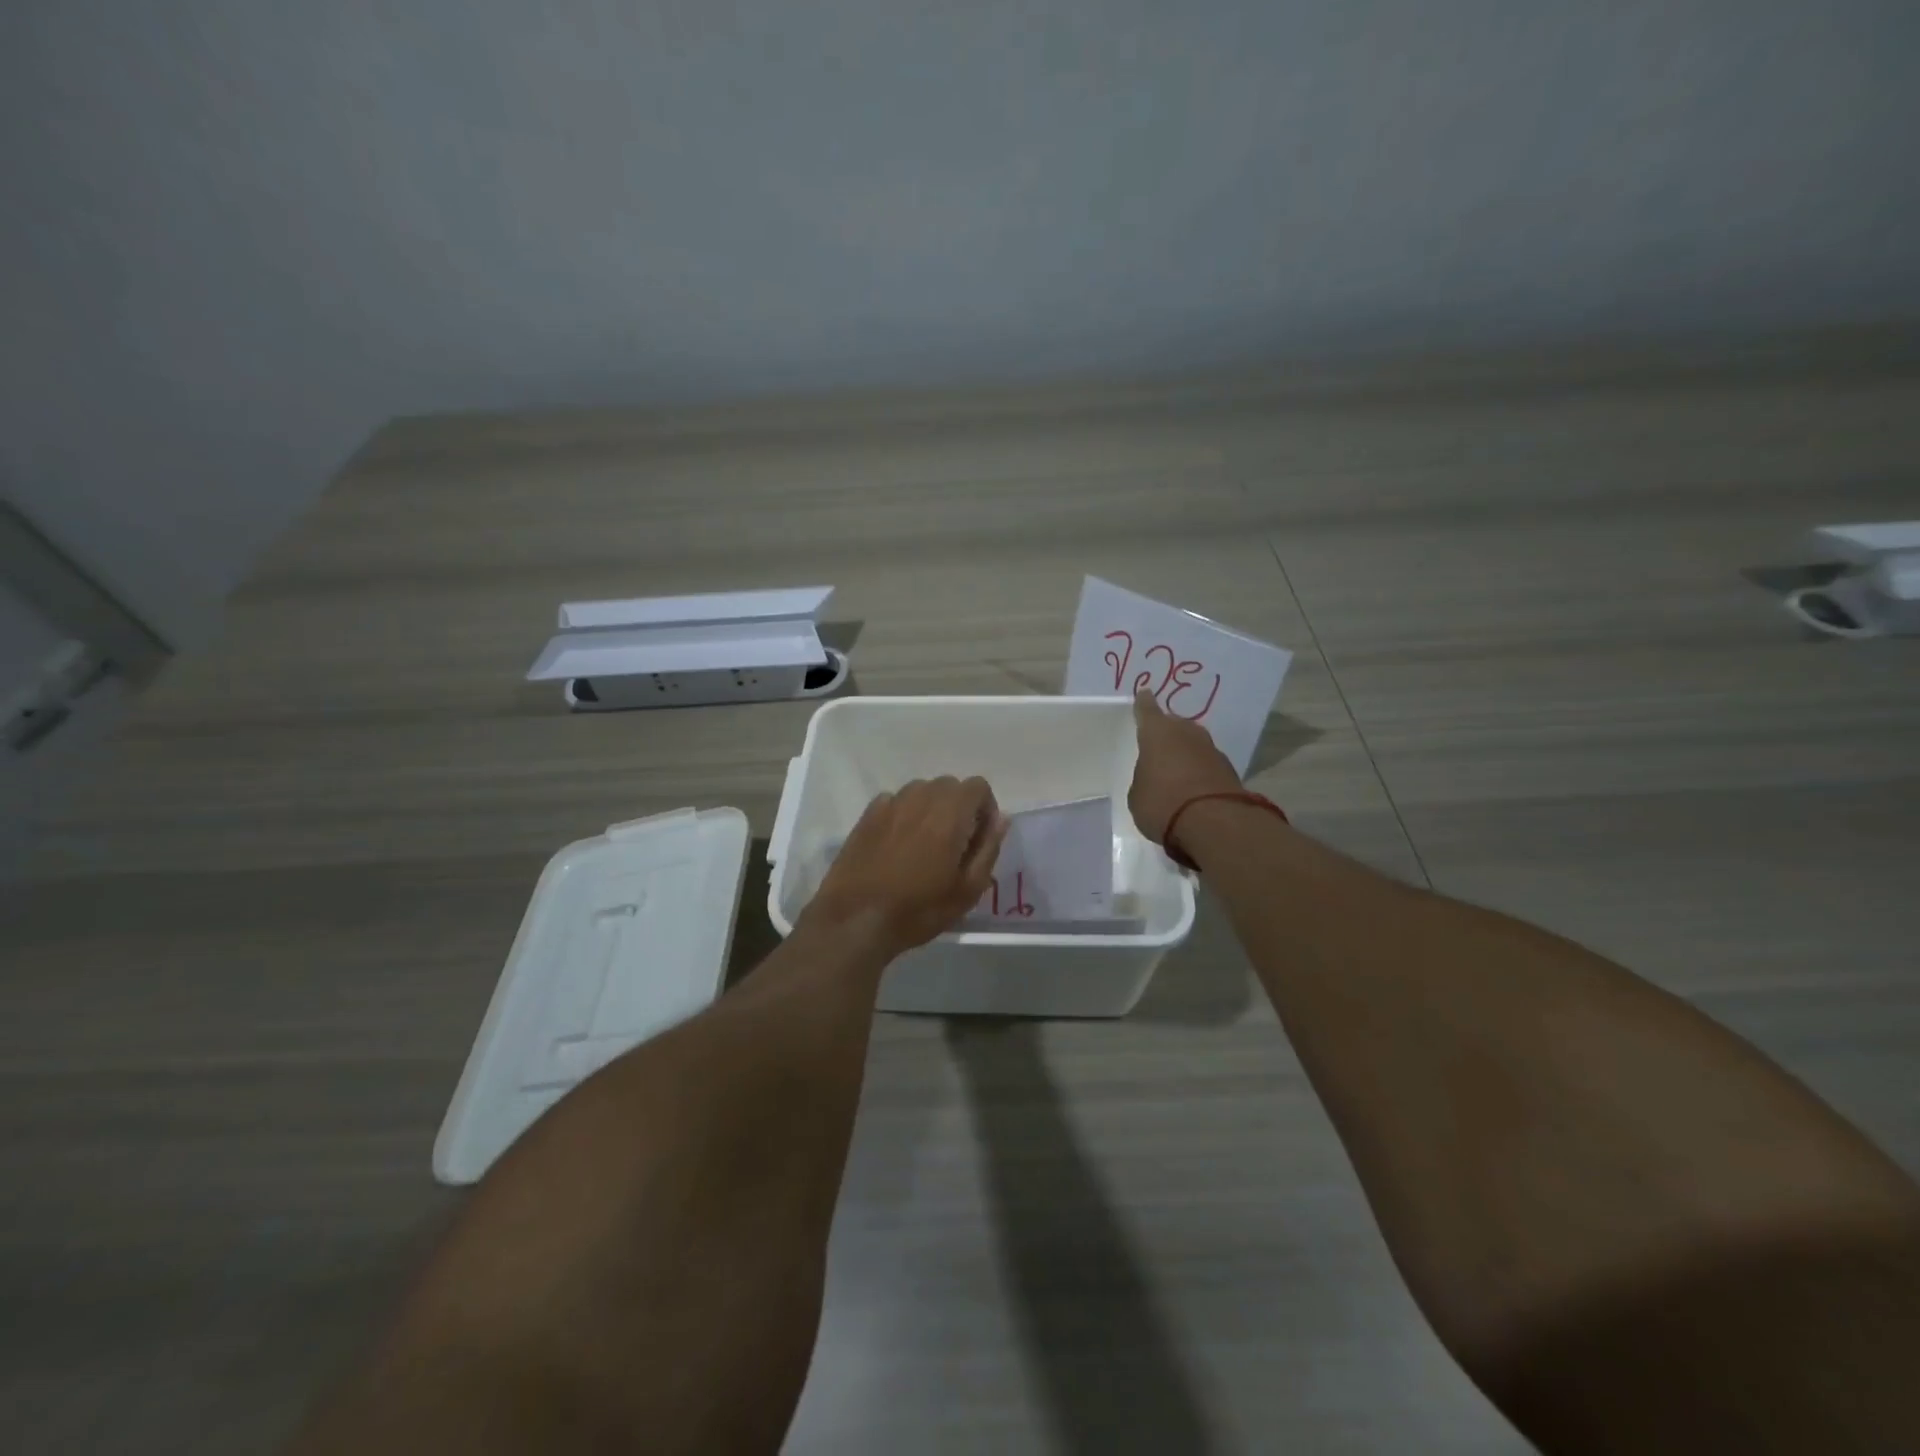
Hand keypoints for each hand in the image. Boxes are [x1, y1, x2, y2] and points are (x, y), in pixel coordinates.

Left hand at [805, 777, 1008, 954]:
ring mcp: (891, 803)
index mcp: (950, 812)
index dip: (985, 808)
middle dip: (959, 807)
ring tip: (925, 845)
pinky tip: (897, 846)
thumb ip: (989, 848)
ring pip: (921, 791)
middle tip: (955, 845)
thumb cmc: (919, 909)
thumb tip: (1001, 819)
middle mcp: (921, 797)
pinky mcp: (867, 815)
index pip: (978, 786)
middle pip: (949, 786)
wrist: (856, 919)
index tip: (979, 838)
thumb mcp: (968, 890)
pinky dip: (904, 814)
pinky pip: (895, 802)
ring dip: (931, 809)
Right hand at [1128, 691, 1240, 848]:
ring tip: (1175, 768)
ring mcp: (1211, 749)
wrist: (1214, 822)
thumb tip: (1154, 778)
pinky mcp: (1229, 769)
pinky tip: (1193, 786)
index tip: (1144, 692)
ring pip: (1193, 743)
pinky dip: (1200, 771)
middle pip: (1175, 725)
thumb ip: (1144, 779)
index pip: (1147, 710)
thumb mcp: (1138, 795)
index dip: (1143, 704)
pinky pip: (1207, 764)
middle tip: (1158, 744)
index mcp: (1157, 733)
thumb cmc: (1162, 803)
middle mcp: (1186, 733)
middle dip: (1167, 732)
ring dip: (1185, 752)